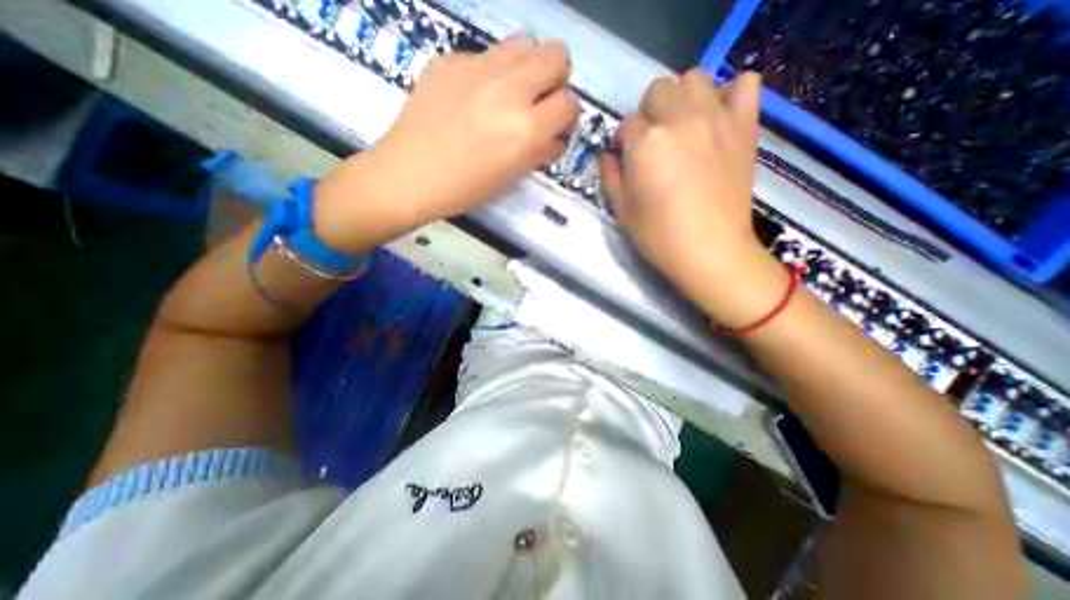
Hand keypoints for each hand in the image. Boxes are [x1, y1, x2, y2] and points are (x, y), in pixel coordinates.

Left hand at [315, 36, 575, 249]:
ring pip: (525, 42)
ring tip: (510, 94)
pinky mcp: (451, 59)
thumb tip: (555, 136)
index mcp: (525, 128)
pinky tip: (473, 98)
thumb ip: (540, 151)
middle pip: (557, 55)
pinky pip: (487, 55)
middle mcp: (508, 89)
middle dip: (555, 80)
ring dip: (528, 67)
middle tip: (538, 103)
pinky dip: (491, 73)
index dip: (567, 116)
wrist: (409, 175)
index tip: (556, 126)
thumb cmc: (464, 188)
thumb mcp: (510, 176)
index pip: (569, 104)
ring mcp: (477, 67)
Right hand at [600, 69, 782, 327]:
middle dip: (649, 114)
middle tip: (653, 142)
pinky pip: (745, 85)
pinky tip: (719, 116)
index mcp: (646, 143)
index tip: (626, 158)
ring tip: (682, 126)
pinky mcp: (744, 127)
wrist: (709, 251)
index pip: (626, 124)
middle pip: (658, 89)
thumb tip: (611, 154)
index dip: (622, 142)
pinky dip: (730, 93)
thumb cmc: (658, 235)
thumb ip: (611, 175)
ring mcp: (716, 119)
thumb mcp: (621, 209)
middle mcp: (680, 120)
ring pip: (695, 78)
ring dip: (682, 98)